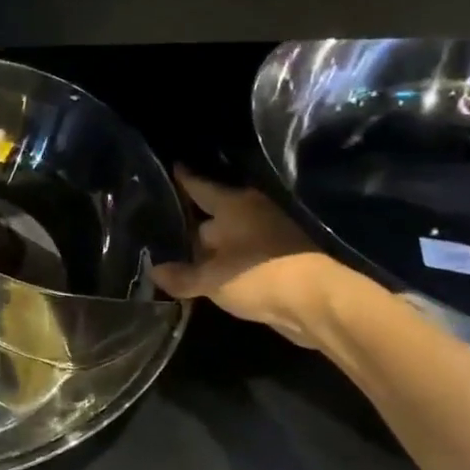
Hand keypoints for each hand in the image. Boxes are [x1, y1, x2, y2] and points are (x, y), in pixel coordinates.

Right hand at [151, 169, 373, 349]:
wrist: (315, 302)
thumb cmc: (257, 276)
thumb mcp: (211, 280)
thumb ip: (182, 276)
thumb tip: (154, 271)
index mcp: (233, 204)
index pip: (199, 185)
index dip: (182, 178)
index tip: (169, 167)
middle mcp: (250, 212)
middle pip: (212, 212)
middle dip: (190, 219)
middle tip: (161, 222)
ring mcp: (267, 233)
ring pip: (227, 234)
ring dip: (208, 245)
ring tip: (179, 252)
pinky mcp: (277, 257)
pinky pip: (240, 253)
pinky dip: (224, 260)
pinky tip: (207, 271)